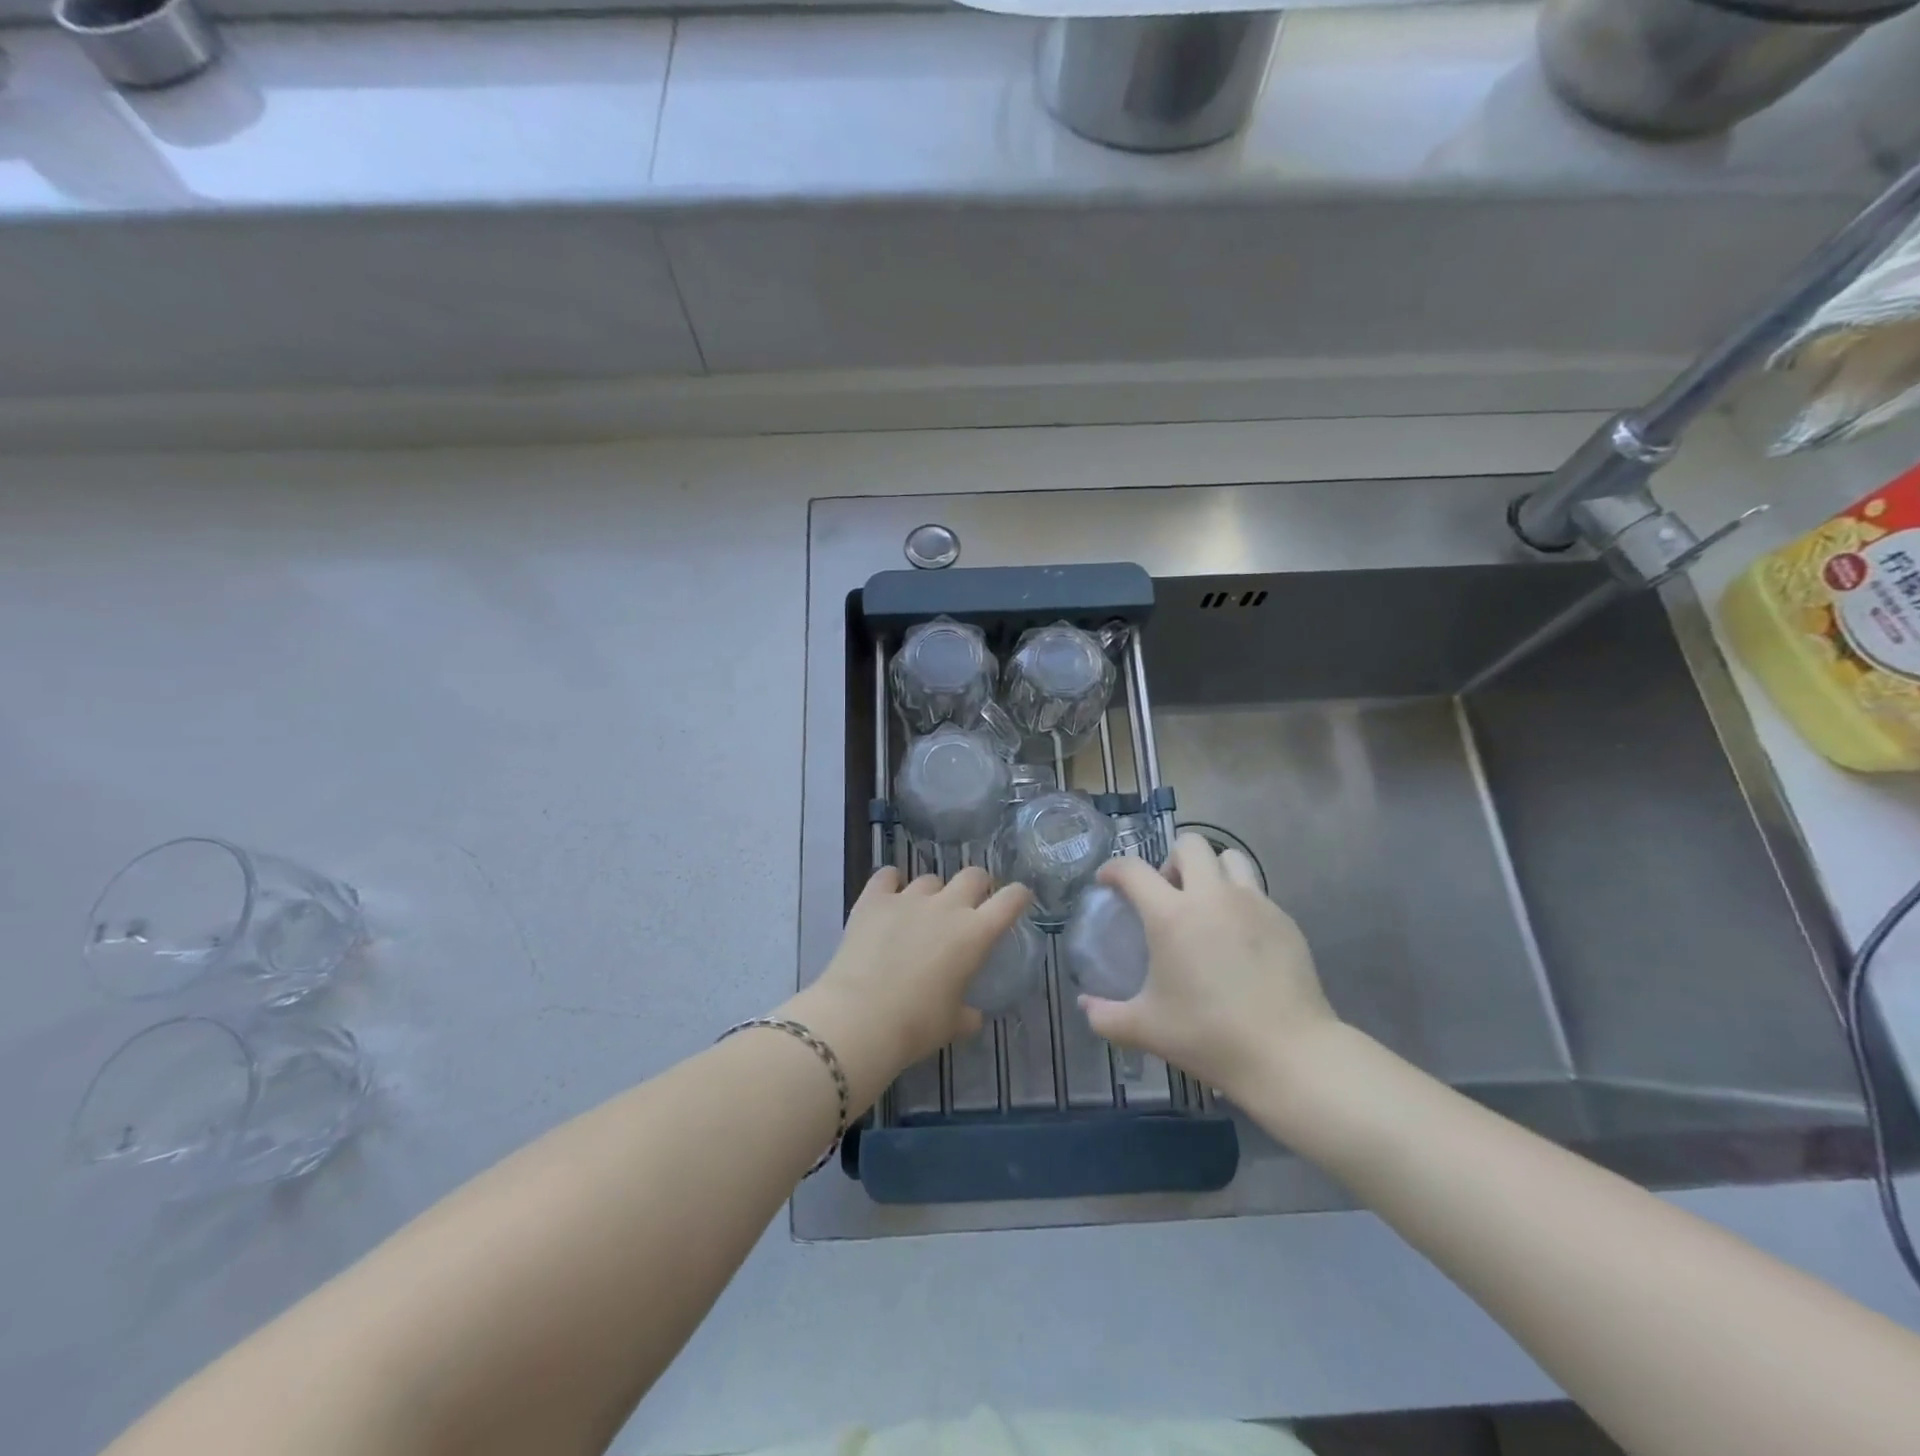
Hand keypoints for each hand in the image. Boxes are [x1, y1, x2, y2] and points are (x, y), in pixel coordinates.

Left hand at [798, 867, 1030, 1081]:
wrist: (860, 1017)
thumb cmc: (916, 1025)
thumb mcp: (952, 1024)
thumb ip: (967, 1014)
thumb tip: (972, 1016)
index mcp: (975, 934)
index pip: (1010, 900)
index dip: (1019, 895)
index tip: (1019, 898)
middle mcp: (947, 906)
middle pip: (973, 876)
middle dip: (978, 885)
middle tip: (971, 903)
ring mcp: (908, 898)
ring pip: (930, 878)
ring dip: (933, 892)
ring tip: (922, 911)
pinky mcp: (874, 899)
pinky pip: (887, 876)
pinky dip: (891, 882)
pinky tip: (888, 894)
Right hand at [1079, 833, 1337, 1102]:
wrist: (1289, 1055)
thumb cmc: (1209, 1036)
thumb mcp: (1145, 1029)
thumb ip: (1105, 1016)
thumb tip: (1085, 1006)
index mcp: (1171, 916)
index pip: (1133, 870)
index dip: (1113, 869)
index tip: (1108, 882)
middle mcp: (1212, 897)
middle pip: (1189, 844)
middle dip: (1170, 861)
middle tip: (1166, 896)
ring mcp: (1254, 903)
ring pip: (1230, 857)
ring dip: (1211, 871)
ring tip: (1205, 905)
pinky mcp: (1284, 920)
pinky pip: (1256, 891)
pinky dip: (1239, 901)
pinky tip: (1238, 938)